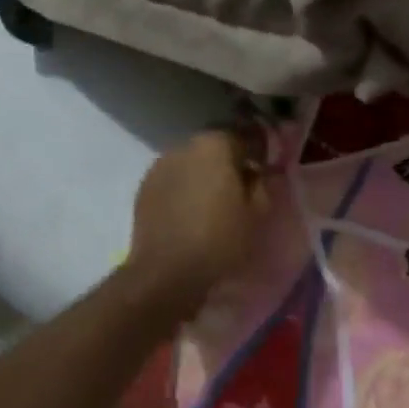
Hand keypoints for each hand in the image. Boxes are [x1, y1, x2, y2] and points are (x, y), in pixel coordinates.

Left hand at [128, 127, 269, 300]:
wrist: (166, 272)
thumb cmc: (220, 239)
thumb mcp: (256, 213)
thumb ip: (261, 184)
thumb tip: (257, 172)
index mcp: (215, 145)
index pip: (244, 135)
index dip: (257, 151)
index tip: (264, 168)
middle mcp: (184, 145)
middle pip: (214, 146)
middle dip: (228, 161)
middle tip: (240, 187)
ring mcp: (160, 165)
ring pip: (191, 162)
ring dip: (203, 174)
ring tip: (212, 202)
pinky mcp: (144, 187)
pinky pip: (173, 180)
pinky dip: (183, 188)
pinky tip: (190, 211)